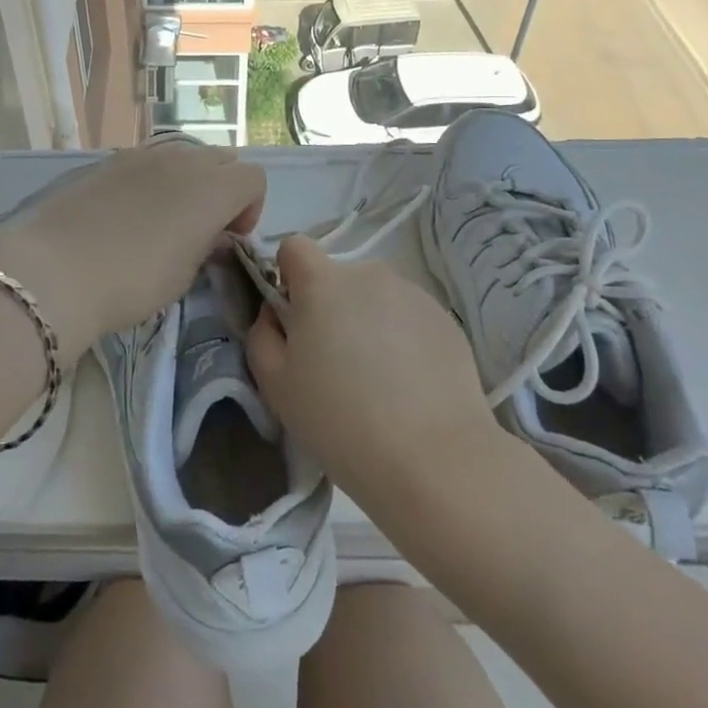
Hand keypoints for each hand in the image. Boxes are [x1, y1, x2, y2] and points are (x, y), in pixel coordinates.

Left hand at [0, 139, 264, 357]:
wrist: (55, 268)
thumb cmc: (132, 280)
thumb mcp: (183, 275)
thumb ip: (207, 246)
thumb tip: (212, 234)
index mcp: (212, 188)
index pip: (253, 179)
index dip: (250, 208)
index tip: (229, 238)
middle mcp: (184, 160)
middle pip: (222, 160)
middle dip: (223, 191)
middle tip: (203, 229)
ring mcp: (144, 155)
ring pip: (185, 156)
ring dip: (190, 182)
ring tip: (166, 219)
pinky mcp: (110, 160)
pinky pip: (150, 160)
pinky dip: (156, 179)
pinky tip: (131, 212)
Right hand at [246, 236, 510, 511]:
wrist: (434, 459)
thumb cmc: (340, 420)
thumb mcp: (275, 385)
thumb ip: (262, 335)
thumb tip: (275, 313)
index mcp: (322, 282)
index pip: (295, 247)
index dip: (288, 276)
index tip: (293, 318)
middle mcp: (368, 274)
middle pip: (337, 277)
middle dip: (330, 307)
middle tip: (335, 362)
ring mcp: (412, 294)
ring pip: (375, 298)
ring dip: (367, 322)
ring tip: (378, 380)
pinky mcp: (445, 320)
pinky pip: (408, 317)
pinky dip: (402, 339)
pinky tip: (409, 386)